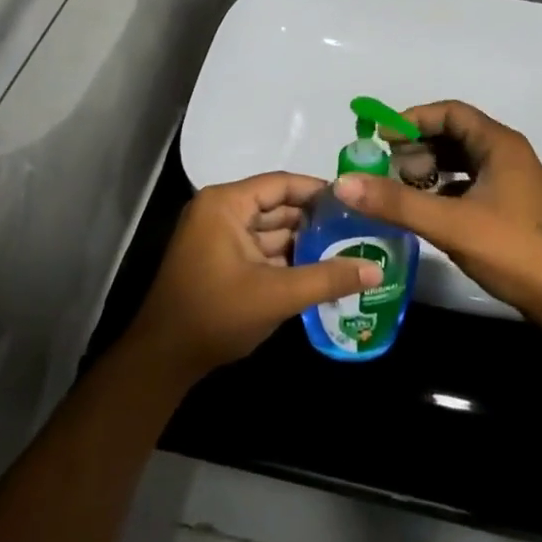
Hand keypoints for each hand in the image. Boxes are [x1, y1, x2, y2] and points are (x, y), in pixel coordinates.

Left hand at [124, 172, 381, 382]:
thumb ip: (327, 279)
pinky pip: (261, 249)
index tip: (357, 202)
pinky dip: (287, 258)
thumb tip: (377, 269)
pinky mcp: (222, 259)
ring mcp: (219, 236)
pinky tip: (321, 269)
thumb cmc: (216, 314)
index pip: (281, 184)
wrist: (164, 357)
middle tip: (360, 228)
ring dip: (304, 241)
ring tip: (350, 248)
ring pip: (271, 230)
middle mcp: (221, 211)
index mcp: (226, 204)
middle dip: (316, 219)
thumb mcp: (276, 295)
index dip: (319, 191)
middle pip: (278, 205)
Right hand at [335, 101, 541, 319]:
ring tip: (397, 190)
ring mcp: (509, 183)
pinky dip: (440, 191)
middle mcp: (506, 155)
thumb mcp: (450, 223)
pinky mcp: (508, 208)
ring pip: (459, 162)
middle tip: (384, 170)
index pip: (449, 113)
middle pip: (452, 135)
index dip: (411, 120)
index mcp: (499, 145)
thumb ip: (395, 202)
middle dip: (415, 148)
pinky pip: (466, 185)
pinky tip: (422, 211)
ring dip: (426, 170)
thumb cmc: (514, 250)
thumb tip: (343, 182)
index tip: (379, 139)